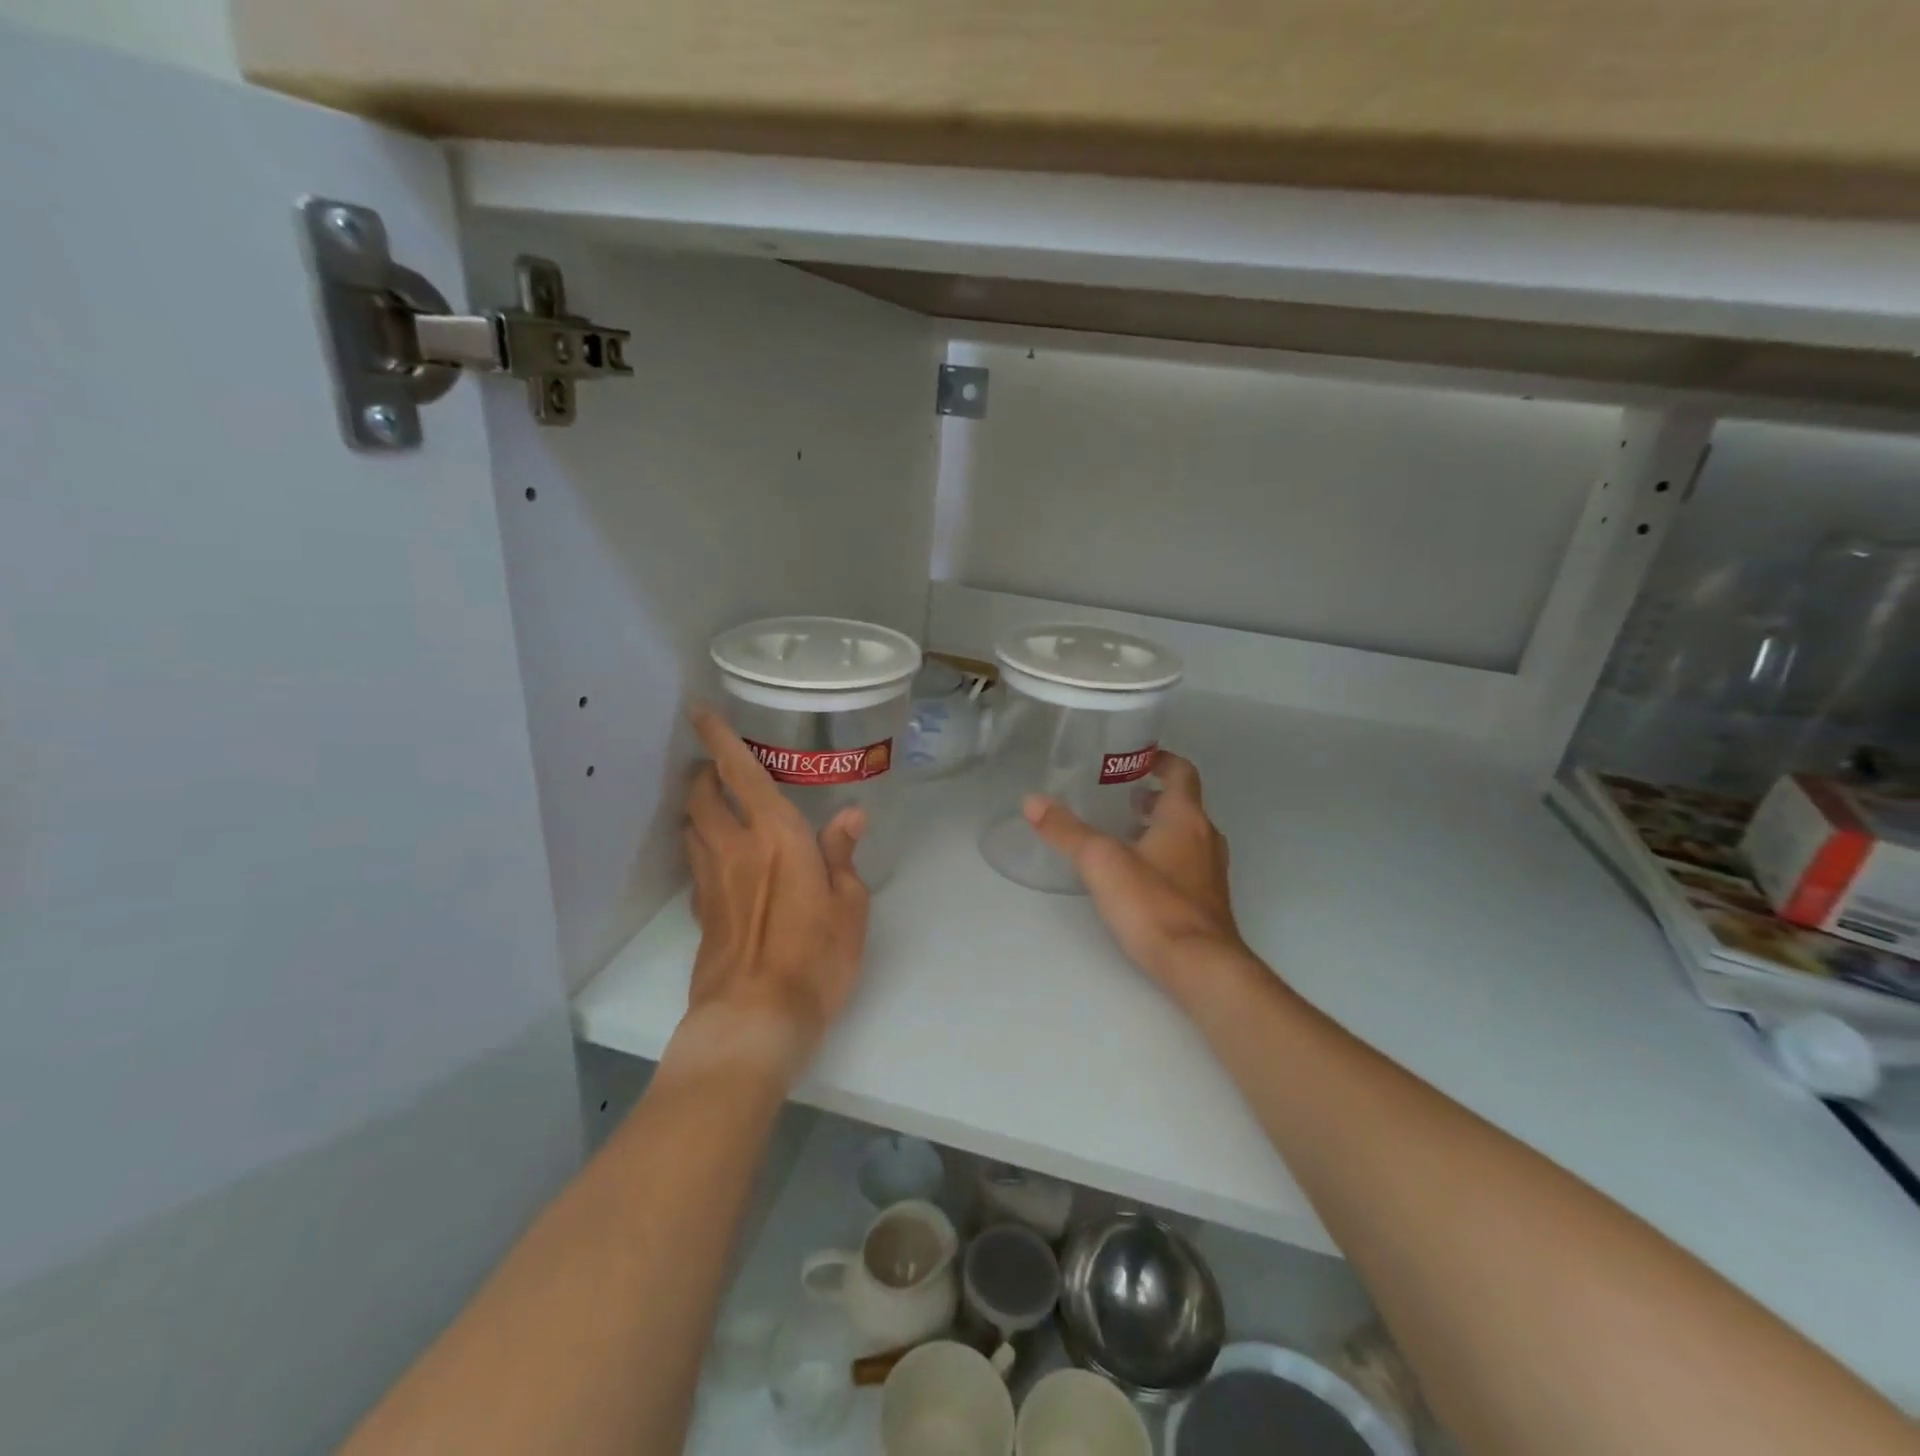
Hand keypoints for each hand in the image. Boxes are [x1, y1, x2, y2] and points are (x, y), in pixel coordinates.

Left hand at [676, 707, 870, 1086]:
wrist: (755, 1019)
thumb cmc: (816, 957)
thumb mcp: (850, 905)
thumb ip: (843, 855)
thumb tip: (849, 816)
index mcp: (776, 836)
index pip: (740, 772)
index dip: (718, 737)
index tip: (699, 711)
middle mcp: (735, 848)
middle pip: (702, 795)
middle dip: (704, 772)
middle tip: (718, 766)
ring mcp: (711, 881)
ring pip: (691, 827)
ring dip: (698, 807)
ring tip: (716, 804)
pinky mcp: (701, 912)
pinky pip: (695, 863)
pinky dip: (701, 846)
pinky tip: (719, 858)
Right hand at [1024, 752, 1252, 1007]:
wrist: (1200, 967)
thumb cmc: (1154, 904)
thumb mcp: (1101, 861)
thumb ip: (1067, 831)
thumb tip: (1032, 800)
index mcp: (1185, 818)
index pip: (1182, 772)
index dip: (1161, 760)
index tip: (1136, 758)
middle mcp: (1205, 838)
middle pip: (1184, 805)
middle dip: (1153, 797)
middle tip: (1119, 798)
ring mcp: (1211, 873)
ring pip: (1186, 837)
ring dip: (1158, 829)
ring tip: (1122, 835)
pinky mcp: (1207, 902)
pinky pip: (1187, 865)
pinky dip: (1164, 857)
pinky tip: (1136, 877)